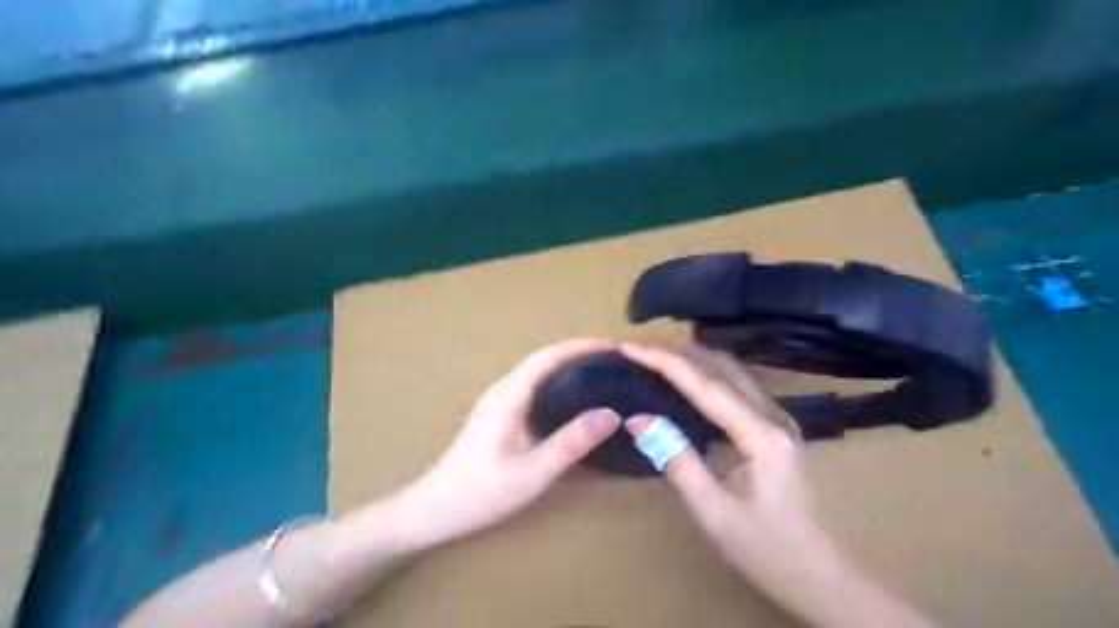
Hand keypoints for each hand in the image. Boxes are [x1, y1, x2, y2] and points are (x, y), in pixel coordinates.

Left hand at [395, 338, 624, 548]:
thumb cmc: (482, 491)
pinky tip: (568, 403)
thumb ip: (572, 442)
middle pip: (541, 361)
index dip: (578, 347)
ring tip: (596, 377)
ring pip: (535, 375)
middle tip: (610, 364)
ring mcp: (495, 403)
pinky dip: (554, 385)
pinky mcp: (495, 416)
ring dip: (565, 369)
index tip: (609, 346)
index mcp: (509, 396)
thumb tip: (611, 414)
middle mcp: (501, 391)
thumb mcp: (533, 471)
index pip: (547, 357)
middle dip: (576, 355)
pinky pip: (530, 389)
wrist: (434, 509)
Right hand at [621, 345, 942, 627]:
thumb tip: (638, 419)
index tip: (630, 348)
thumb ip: (676, 459)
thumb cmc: (765, 548)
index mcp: (760, 435)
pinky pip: (739, 385)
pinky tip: (690, 381)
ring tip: (657, 359)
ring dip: (694, 358)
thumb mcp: (712, 510)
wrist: (819, 574)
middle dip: (677, 352)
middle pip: (721, 366)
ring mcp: (779, 419)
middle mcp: (773, 415)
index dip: (664, 361)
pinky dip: (709, 373)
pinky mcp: (776, 427)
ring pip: (733, 370)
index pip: (704, 385)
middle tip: (638, 351)